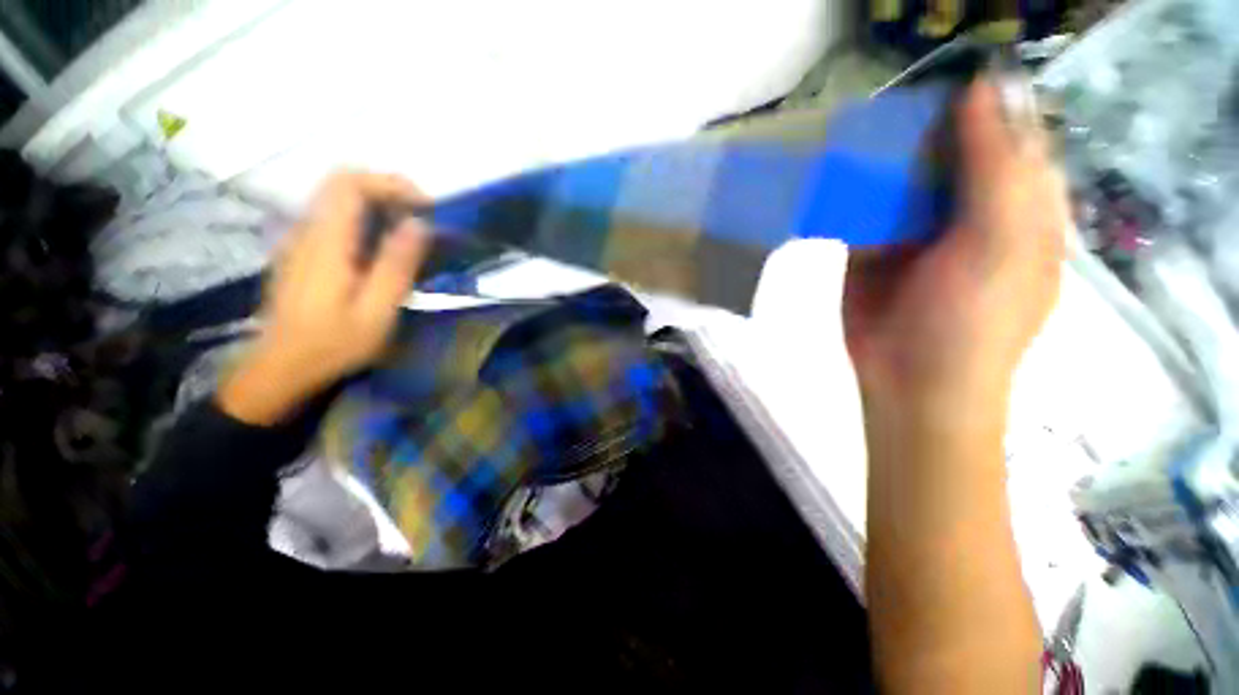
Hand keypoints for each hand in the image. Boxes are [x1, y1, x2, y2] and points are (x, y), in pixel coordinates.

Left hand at [219, 171, 429, 424]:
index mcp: (326, 242)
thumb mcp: (377, 310)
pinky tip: (383, 247)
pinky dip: (365, 220)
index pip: (349, 183)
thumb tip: (420, 225)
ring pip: (337, 200)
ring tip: (411, 231)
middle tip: (422, 215)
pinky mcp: (302, 252)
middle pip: (342, 184)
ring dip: (378, 205)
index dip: (390, 183)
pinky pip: (334, 219)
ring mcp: (300, 240)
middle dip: (387, 190)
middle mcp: (307, 231)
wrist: (282, 367)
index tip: (425, 204)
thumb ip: (397, 265)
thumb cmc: (333, 343)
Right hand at [843, 78, 1067, 421]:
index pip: (1006, 133)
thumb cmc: (972, 322)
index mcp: (1016, 202)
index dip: (980, 103)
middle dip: (916, 124)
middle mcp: (965, 208)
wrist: (911, 382)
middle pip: (944, 148)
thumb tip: (976, 91)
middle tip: (881, 102)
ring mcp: (911, 228)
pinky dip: (843, 191)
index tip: (940, 79)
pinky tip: (824, 173)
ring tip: (845, 128)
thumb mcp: (1002, 243)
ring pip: (895, 176)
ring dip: (873, 154)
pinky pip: (856, 208)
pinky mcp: (867, 248)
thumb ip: (995, 169)